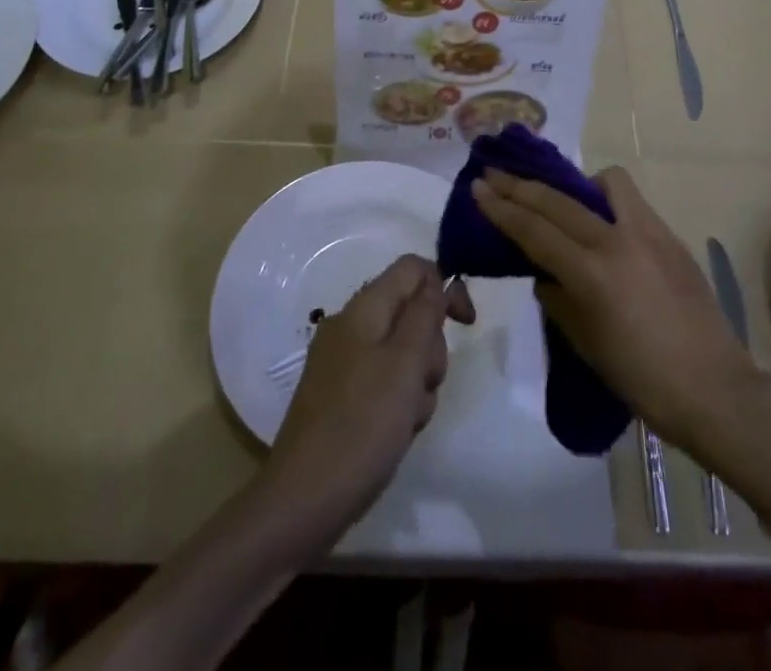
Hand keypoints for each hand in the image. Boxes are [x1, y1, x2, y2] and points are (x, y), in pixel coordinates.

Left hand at [261, 255, 475, 540]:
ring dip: (418, 382)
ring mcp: (344, 362)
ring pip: (404, 352)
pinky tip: (396, 434)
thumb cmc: (361, 425)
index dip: (444, 286)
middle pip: (411, 312)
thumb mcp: (405, 364)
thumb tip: (435, 280)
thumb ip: (424, 315)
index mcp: (363, 309)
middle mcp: (351, 327)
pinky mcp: (343, 396)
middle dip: (430, 347)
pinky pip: (387, 383)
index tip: (466, 325)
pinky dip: (400, 403)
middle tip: (423, 383)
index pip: (412, 269)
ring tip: (408, 418)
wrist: (303, 501)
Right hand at [474, 166, 756, 454]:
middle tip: (494, 175)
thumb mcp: (586, 343)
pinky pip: (631, 201)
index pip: (534, 230)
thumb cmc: (643, 380)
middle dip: (520, 186)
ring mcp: (648, 232)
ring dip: (574, 186)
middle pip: (557, 201)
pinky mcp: (670, 235)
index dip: (501, 207)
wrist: (715, 390)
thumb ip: (558, 299)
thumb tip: (545, 272)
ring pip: (604, 182)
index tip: (477, 187)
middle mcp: (617, 240)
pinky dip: (607, 202)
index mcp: (591, 273)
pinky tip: (603, 224)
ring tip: (563, 203)